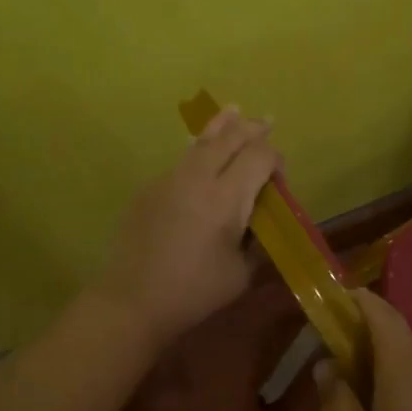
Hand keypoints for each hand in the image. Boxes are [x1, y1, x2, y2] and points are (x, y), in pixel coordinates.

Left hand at [91, 107, 279, 350]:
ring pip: (200, 142)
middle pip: (229, 139)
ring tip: (233, 110)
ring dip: (221, 127)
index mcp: (226, 198)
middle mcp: (198, 178)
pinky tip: (199, 148)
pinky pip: (180, 159)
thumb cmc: (193, 292)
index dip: (274, 159)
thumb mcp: (241, 273)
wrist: (131, 300)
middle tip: (265, 120)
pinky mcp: (149, 189)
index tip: (279, 176)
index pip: (258, 157)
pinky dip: (197, 149)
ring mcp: (169, 179)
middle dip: (250, 129)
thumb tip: (262, 224)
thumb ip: (257, 243)